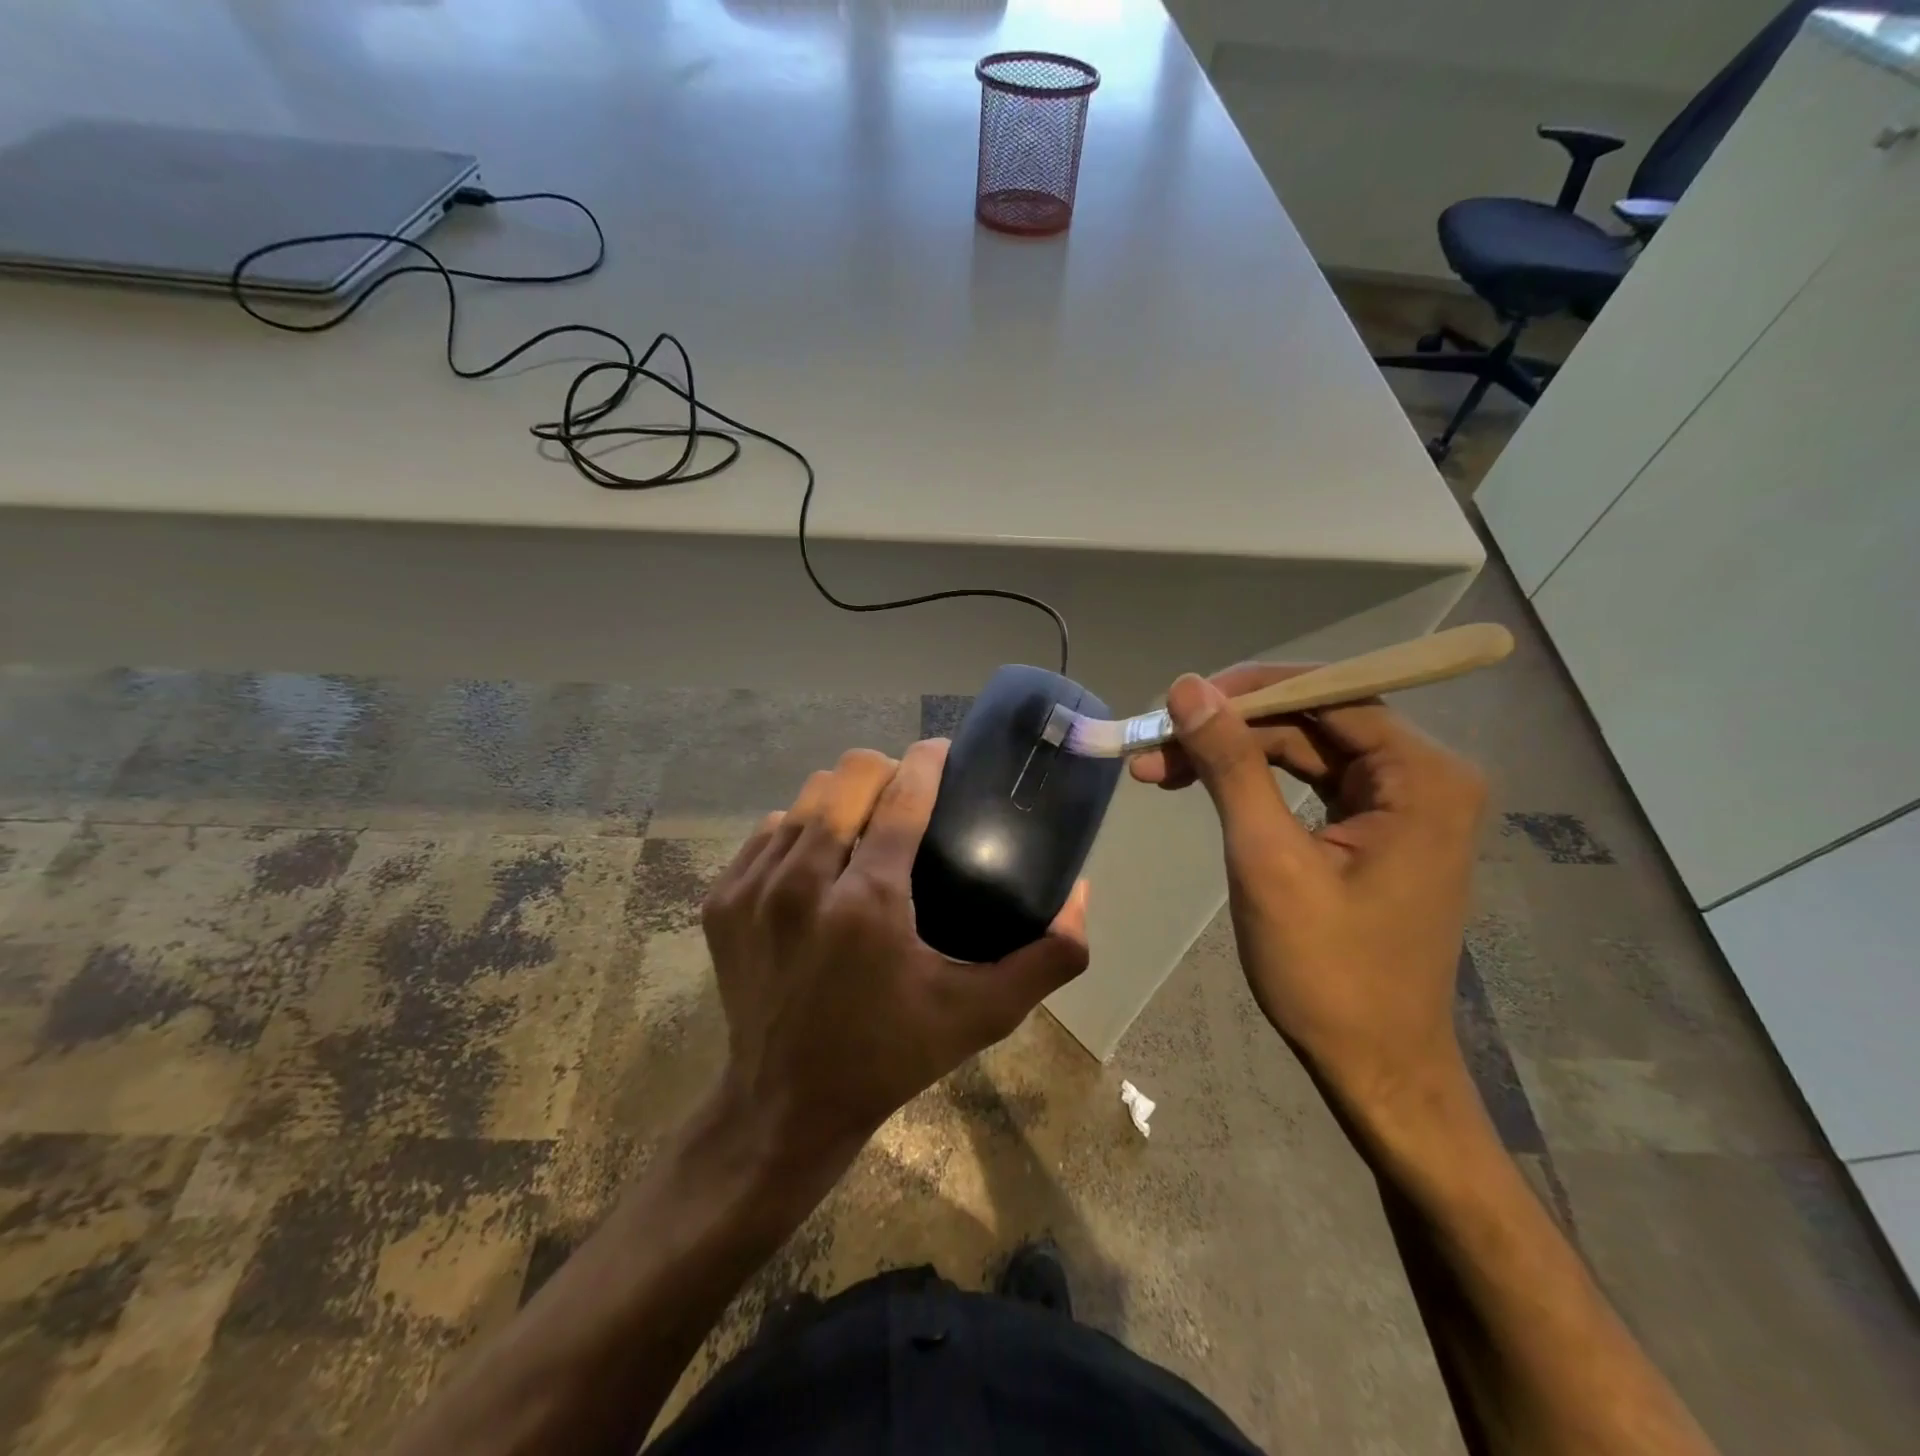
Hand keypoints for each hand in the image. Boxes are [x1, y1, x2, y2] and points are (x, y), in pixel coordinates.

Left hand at [701, 739, 1089, 1173]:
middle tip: (908, 798)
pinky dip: (799, 830)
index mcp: (869, 903)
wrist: (785, 1105)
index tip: (945, 751)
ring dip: (842, 800)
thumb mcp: (981, 1015)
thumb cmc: (891, 1056)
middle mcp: (804, 883)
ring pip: (805, 798)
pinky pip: (768, 831)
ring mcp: (754, 889)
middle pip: (847, 776)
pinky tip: (820, 860)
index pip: (902, 794)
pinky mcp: (722, 901)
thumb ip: (1047, 958)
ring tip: (865, 826)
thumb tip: (1080, 894)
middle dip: (885, 770)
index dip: (928, 760)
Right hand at [1130, 667, 1484, 1123]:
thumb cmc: (1327, 971)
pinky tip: (1205, 786)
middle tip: (1154, 747)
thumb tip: (1188, 689)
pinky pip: (1310, 781)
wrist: (1375, 1066)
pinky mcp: (1377, 829)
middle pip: (1312, 718)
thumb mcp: (1268, 859)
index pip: (1327, 694)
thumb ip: (1231, 765)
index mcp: (1422, 777)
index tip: (1175, 705)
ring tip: (1162, 770)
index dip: (1245, 692)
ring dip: (1233, 754)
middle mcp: (1424, 777)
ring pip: (1304, 748)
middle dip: (1229, 729)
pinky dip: (1254, 781)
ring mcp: (1403, 804)